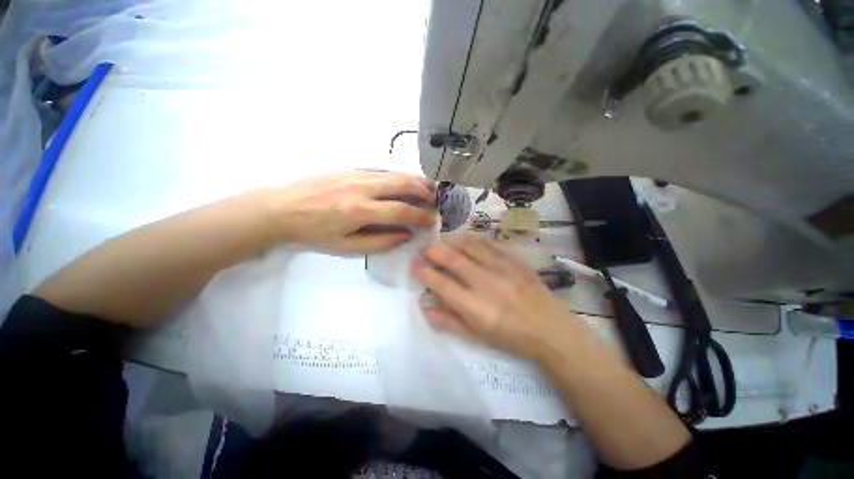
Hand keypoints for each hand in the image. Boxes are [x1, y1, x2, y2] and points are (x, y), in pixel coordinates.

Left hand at [269, 171, 436, 254]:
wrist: (281, 208)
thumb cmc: (314, 233)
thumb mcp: (347, 247)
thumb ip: (380, 242)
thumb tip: (406, 235)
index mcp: (360, 210)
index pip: (402, 211)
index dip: (421, 217)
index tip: (432, 221)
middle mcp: (362, 187)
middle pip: (403, 183)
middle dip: (424, 191)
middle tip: (435, 199)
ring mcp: (356, 174)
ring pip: (395, 173)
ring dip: (415, 180)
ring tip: (427, 188)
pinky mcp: (351, 169)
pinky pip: (382, 170)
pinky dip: (399, 176)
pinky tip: (404, 183)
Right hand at [412, 237, 583, 359]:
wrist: (551, 330)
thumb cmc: (511, 338)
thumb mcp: (477, 337)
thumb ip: (449, 322)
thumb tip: (425, 308)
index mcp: (475, 307)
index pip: (441, 284)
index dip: (424, 273)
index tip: (414, 265)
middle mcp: (485, 283)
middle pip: (453, 260)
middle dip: (434, 251)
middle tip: (424, 249)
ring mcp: (502, 269)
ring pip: (470, 247)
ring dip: (452, 242)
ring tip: (442, 241)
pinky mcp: (515, 261)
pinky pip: (489, 245)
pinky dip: (473, 240)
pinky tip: (466, 240)